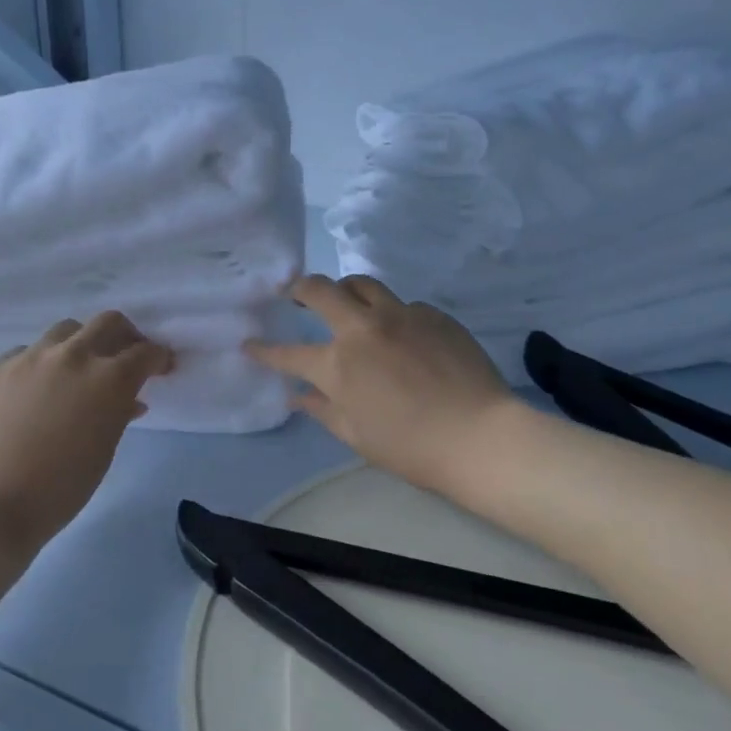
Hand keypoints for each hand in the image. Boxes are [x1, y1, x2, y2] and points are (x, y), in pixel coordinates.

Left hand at [0, 312, 171, 551]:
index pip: (145, 352)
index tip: (160, 367)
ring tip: (77, 371)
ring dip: (80, 344)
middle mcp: (72, 355)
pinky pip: (26, 353)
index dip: (158, 358)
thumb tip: (129, 399)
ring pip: (65, 330)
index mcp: (109, 378)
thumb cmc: (64, 486)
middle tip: (125, 357)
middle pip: (108, 322)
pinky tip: (35, 391)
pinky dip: (41, 365)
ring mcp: (30, 357)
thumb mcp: (106, 448)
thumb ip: (121, 412)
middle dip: (125, 336)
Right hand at [246, 274, 517, 499]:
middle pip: (321, 290)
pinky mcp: (434, 314)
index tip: (250, 343)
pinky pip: (404, 304)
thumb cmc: (411, 447)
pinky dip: (392, 315)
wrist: (480, 435)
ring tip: (347, 302)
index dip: (264, 350)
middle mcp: (363, 329)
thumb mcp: (358, 435)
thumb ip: (322, 409)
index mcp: (338, 365)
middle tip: (296, 294)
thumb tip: (297, 395)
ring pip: (363, 284)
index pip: (289, 353)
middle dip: (300, 288)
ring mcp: (401, 315)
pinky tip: (402, 335)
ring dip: (346, 290)